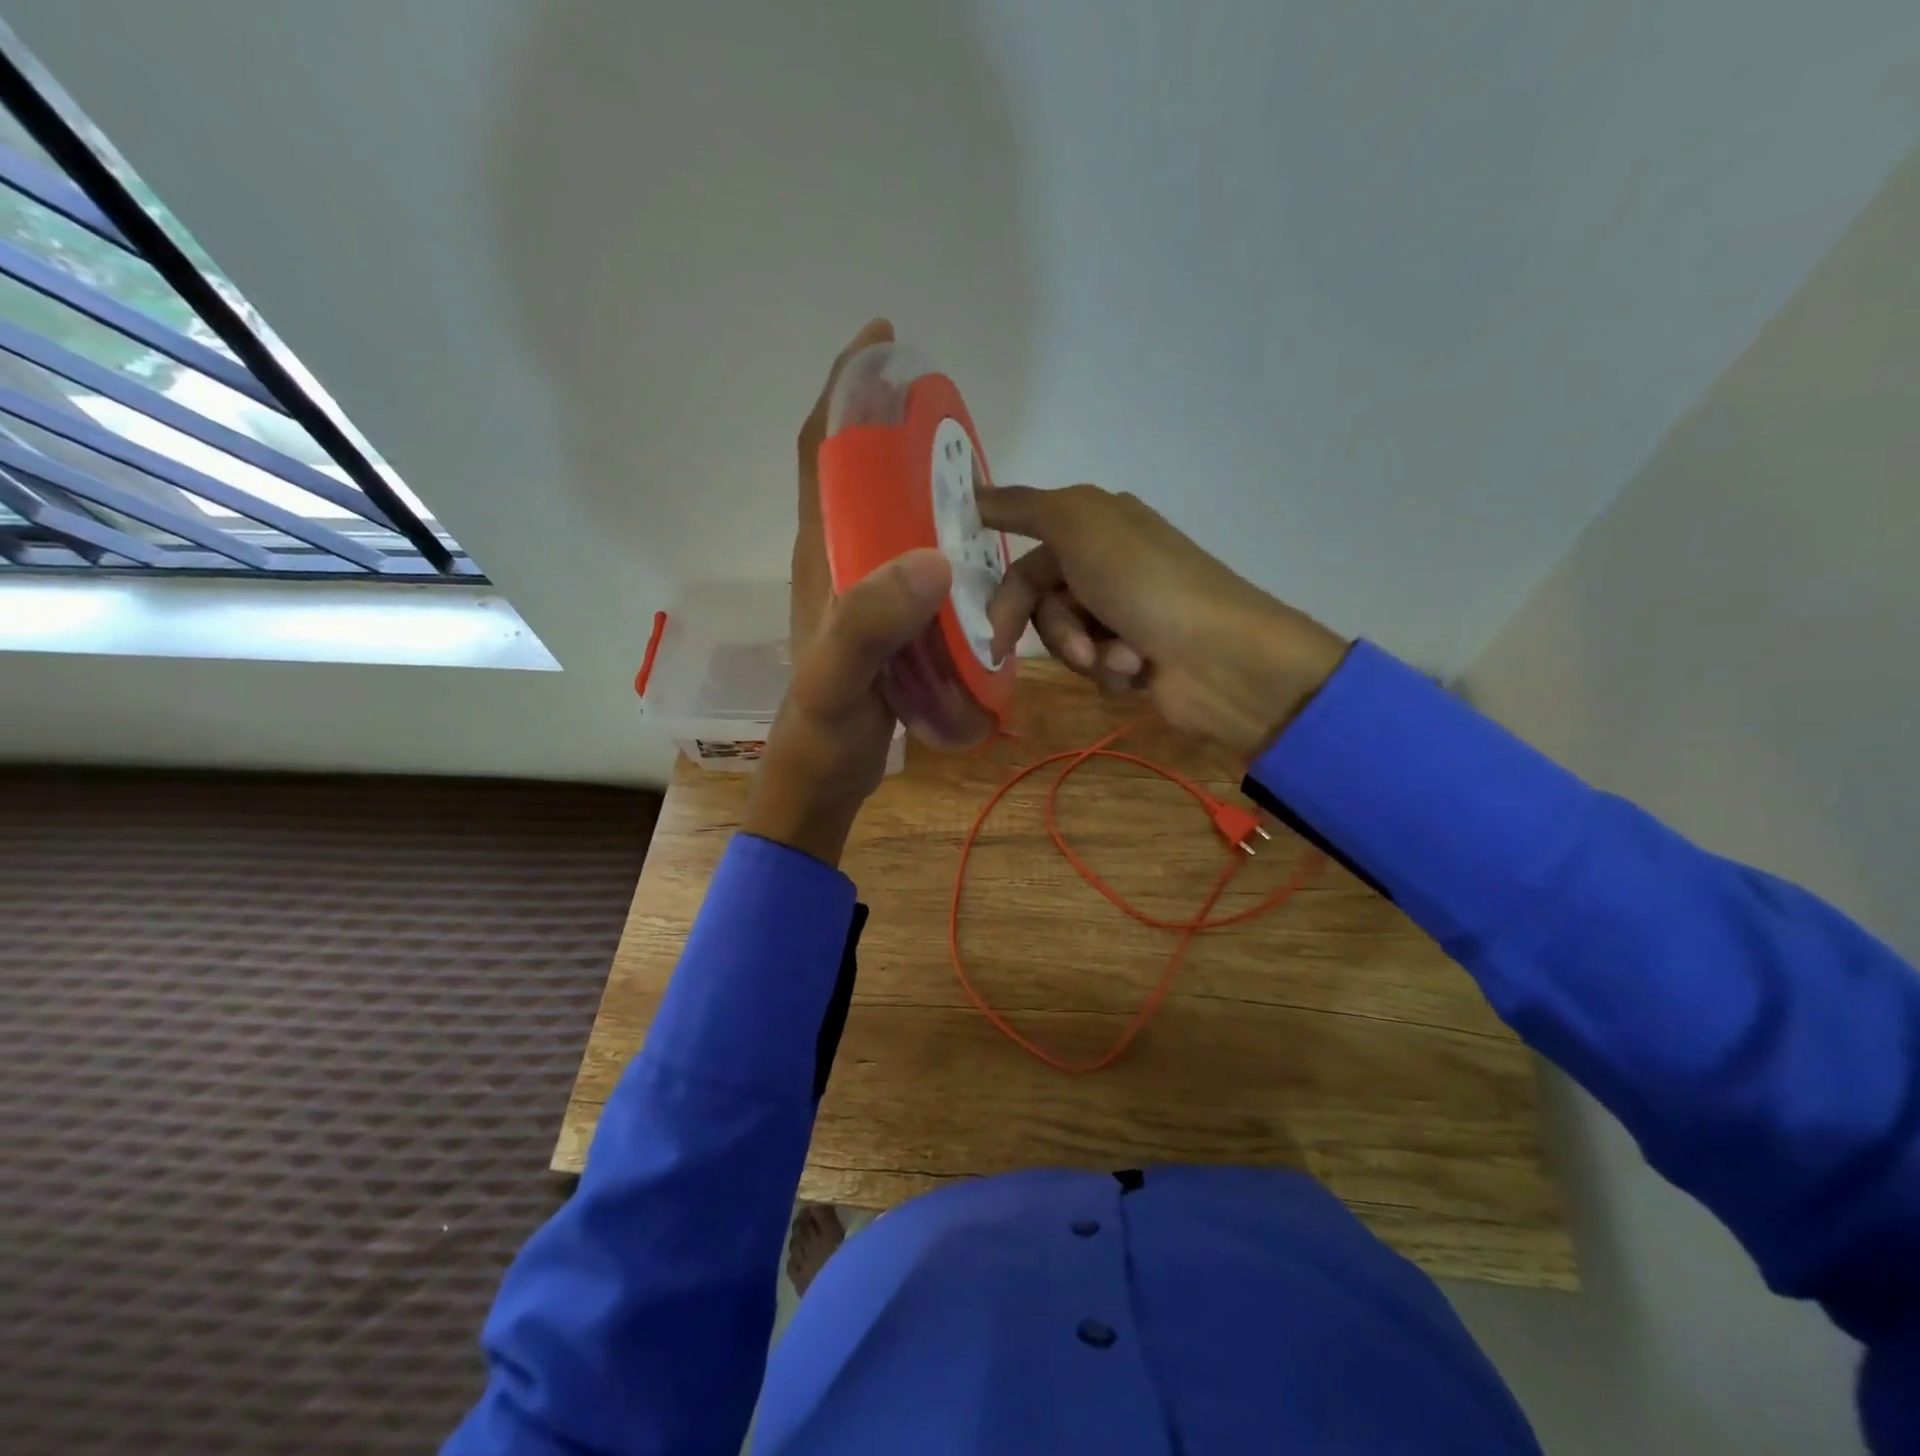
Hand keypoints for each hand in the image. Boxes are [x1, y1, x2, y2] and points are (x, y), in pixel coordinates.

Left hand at [746, 320, 948, 866]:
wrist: (824, 774)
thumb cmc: (823, 725)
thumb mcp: (840, 674)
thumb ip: (872, 620)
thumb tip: (934, 557)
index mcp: (821, 553)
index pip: (821, 452)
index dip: (844, 392)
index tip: (880, 342)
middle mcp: (838, 558)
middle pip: (856, 472)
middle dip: (888, 424)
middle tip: (942, 405)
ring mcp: (862, 588)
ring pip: (887, 513)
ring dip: (917, 478)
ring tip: (967, 462)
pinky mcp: (885, 617)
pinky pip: (910, 557)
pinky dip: (937, 534)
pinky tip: (974, 541)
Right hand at [979, 485, 1349, 757]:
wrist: (1218, 656)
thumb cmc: (1144, 581)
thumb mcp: (1079, 522)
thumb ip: (1023, 505)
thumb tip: (973, 492)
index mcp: (1096, 525)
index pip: (1026, 551)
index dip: (1002, 582)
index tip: (976, 613)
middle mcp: (1107, 565)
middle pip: (1041, 602)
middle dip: (1053, 626)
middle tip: (1073, 642)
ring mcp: (1122, 613)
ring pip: (1064, 639)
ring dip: (1084, 650)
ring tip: (1121, 654)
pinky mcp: (1133, 657)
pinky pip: (1093, 667)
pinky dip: (1110, 670)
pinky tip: (1139, 668)